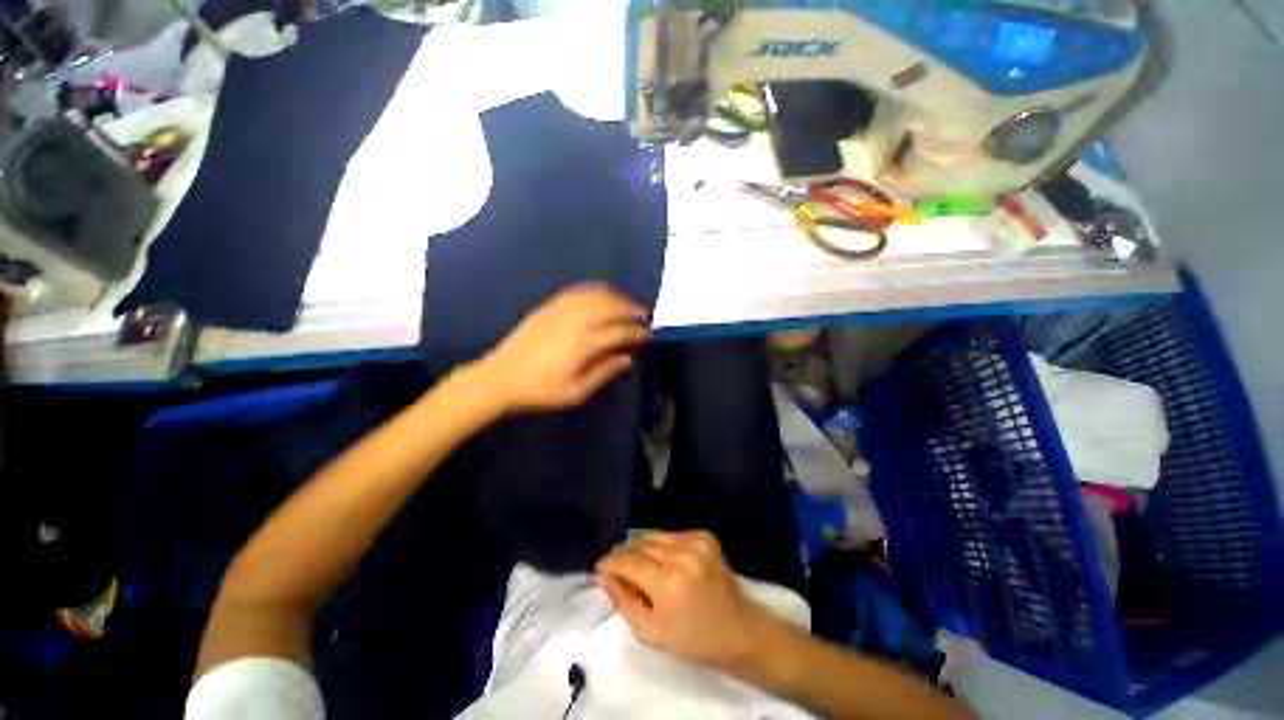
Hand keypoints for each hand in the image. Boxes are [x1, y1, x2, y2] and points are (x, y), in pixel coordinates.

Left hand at [473, 283, 649, 413]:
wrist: (500, 377)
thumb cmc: (540, 391)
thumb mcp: (575, 393)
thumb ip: (604, 373)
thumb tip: (628, 358)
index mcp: (583, 344)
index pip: (619, 332)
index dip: (638, 332)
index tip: (649, 334)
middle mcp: (575, 321)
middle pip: (611, 307)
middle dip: (632, 309)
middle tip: (645, 315)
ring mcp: (560, 310)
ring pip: (595, 295)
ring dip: (616, 296)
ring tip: (628, 303)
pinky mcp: (548, 306)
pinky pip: (577, 291)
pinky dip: (595, 290)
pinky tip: (601, 295)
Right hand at [595, 531, 768, 667]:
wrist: (737, 630)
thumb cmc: (691, 639)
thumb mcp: (649, 631)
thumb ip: (622, 599)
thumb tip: (602, 574)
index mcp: (667, 583)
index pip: (627, 561)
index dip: (610, 562)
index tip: (599, 567)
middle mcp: (681, 554)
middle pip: (640, 543)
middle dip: (624, 554)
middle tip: (617, 567)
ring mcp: (696, 541)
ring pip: (654, 535)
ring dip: (642, 547)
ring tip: (639, 564)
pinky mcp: (705, 535)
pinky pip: (671, 534)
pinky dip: (662, 545)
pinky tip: (664, 561)